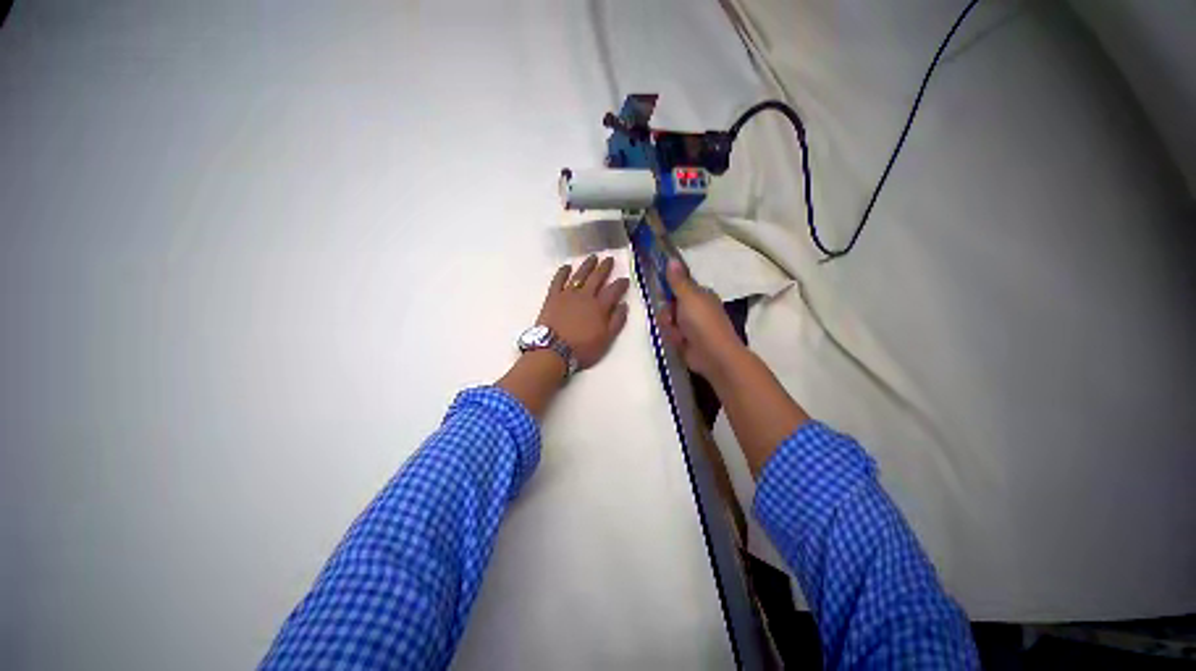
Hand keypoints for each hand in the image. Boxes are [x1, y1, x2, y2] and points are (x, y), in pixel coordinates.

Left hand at [537, 255, 630, 369]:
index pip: (613, 290)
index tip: (625, 278)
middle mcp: (585, 296)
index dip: (621, 283)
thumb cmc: (582, 348)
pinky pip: (558, 280)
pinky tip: (566, 266)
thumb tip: (623, 305)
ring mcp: (568, 294)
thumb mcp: (606, 339)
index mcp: (600, 307)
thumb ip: (617, 321)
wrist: (554, 349)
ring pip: (579, 275)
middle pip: (597, 278)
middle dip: (604, 267)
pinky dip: (562, 272)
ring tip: (592, 257)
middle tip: (609, 258)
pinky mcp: (553, 297)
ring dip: (587, 265)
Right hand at [659, 259, 746, 379]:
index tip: (659, 292)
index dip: (667, 288)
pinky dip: (672, 337)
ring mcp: (689, 325)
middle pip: (668, 304)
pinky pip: (670, 333)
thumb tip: (672, 259)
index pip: (677, 285)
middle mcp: (694, 307)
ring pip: (667, 320)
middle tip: (670, 318)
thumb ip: (678, 280)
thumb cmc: (703, 322)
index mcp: (699, 294)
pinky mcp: (684, 339)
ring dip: (669, 327)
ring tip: (677, 333)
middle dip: (666, 312)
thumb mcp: (689, 297)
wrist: (713, 354)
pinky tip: (679, 342)